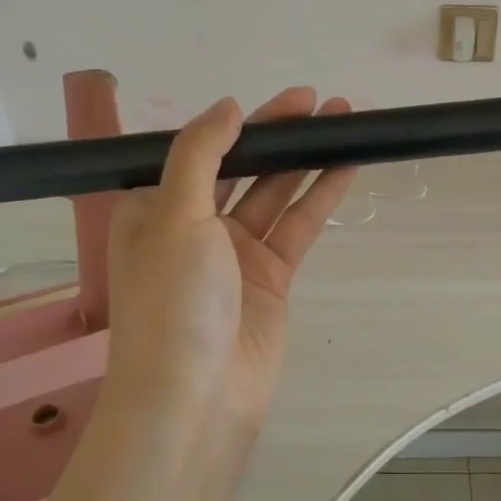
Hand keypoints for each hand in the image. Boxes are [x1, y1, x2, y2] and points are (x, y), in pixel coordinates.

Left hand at [100, 88, 357, 435]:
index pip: (199, 151)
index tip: (281, 102)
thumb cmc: (172, 301)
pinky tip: (345, 167)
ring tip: (343, 123)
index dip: (239, 122)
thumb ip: (201, 154)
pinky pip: (297, 227)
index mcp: (154, 209)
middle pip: (241, 168)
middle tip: (319, 103)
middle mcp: (193, 227)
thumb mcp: (174, 215)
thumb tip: (227, 106)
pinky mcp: (271, 279)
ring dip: (306, 160)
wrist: (195, 399)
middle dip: (279, 135)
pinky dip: (320, 197)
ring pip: (275, 194)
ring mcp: (235, 255)